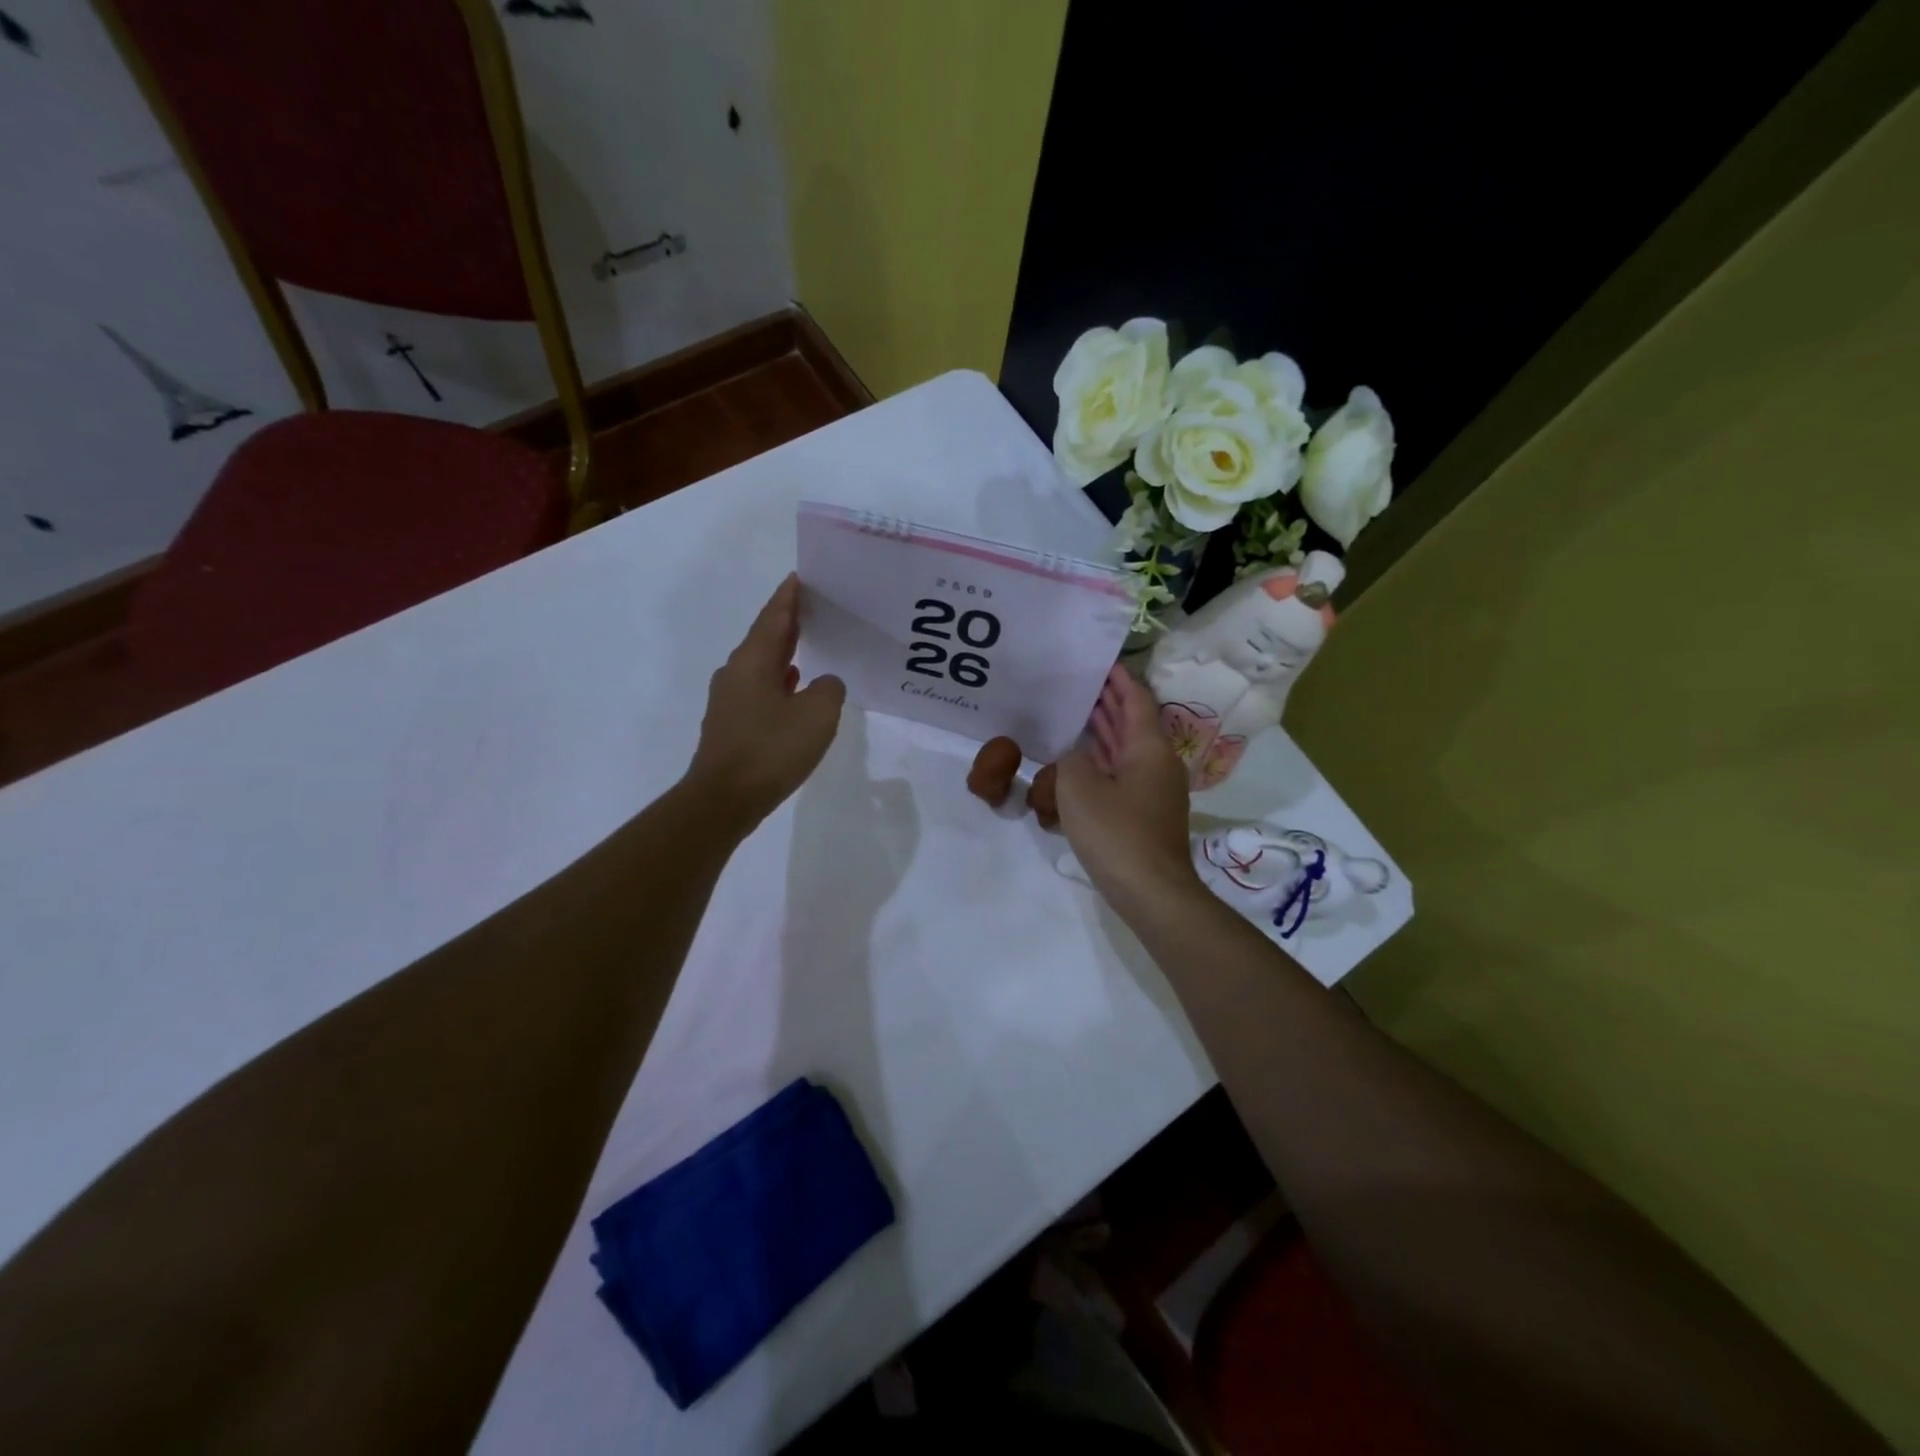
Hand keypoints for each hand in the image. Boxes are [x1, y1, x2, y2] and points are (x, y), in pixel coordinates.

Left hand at [685, 574, 845, 831]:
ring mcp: (729, 699)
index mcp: (754, 660)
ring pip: (762, 664)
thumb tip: (824, 683)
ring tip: (810, 644)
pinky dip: (779, 681)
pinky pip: (760, 689)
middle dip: (789, 621)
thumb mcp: (818, 715)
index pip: (775, 616)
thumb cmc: (771, 749)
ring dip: (785, 652)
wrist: (724, 799)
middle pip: (766, 637)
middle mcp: (736, 672)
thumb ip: (829, 689)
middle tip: (815, 607)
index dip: (790, 596)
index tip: (801, 576)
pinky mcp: (731, 724)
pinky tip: (794, 689)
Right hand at [1056, 665, 1200, 904]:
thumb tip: (1071, 754)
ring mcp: (1153, 791)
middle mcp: (1156, 763)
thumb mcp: (1079, 789)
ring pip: (1126, 750)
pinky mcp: (1144, 814)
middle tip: (1079, 683)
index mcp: (1149, 749)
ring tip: (1075, 712)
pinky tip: (1078, 762)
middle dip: (1108, 703)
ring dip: (1104, 732)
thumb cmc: (1117, 833)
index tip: (1101, 661)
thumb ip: (1069, 760)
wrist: (1151, 892)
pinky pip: (1122, 774)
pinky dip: (1102, 761)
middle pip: (1133, 723)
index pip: (1136, 700)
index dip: (1119, 679)